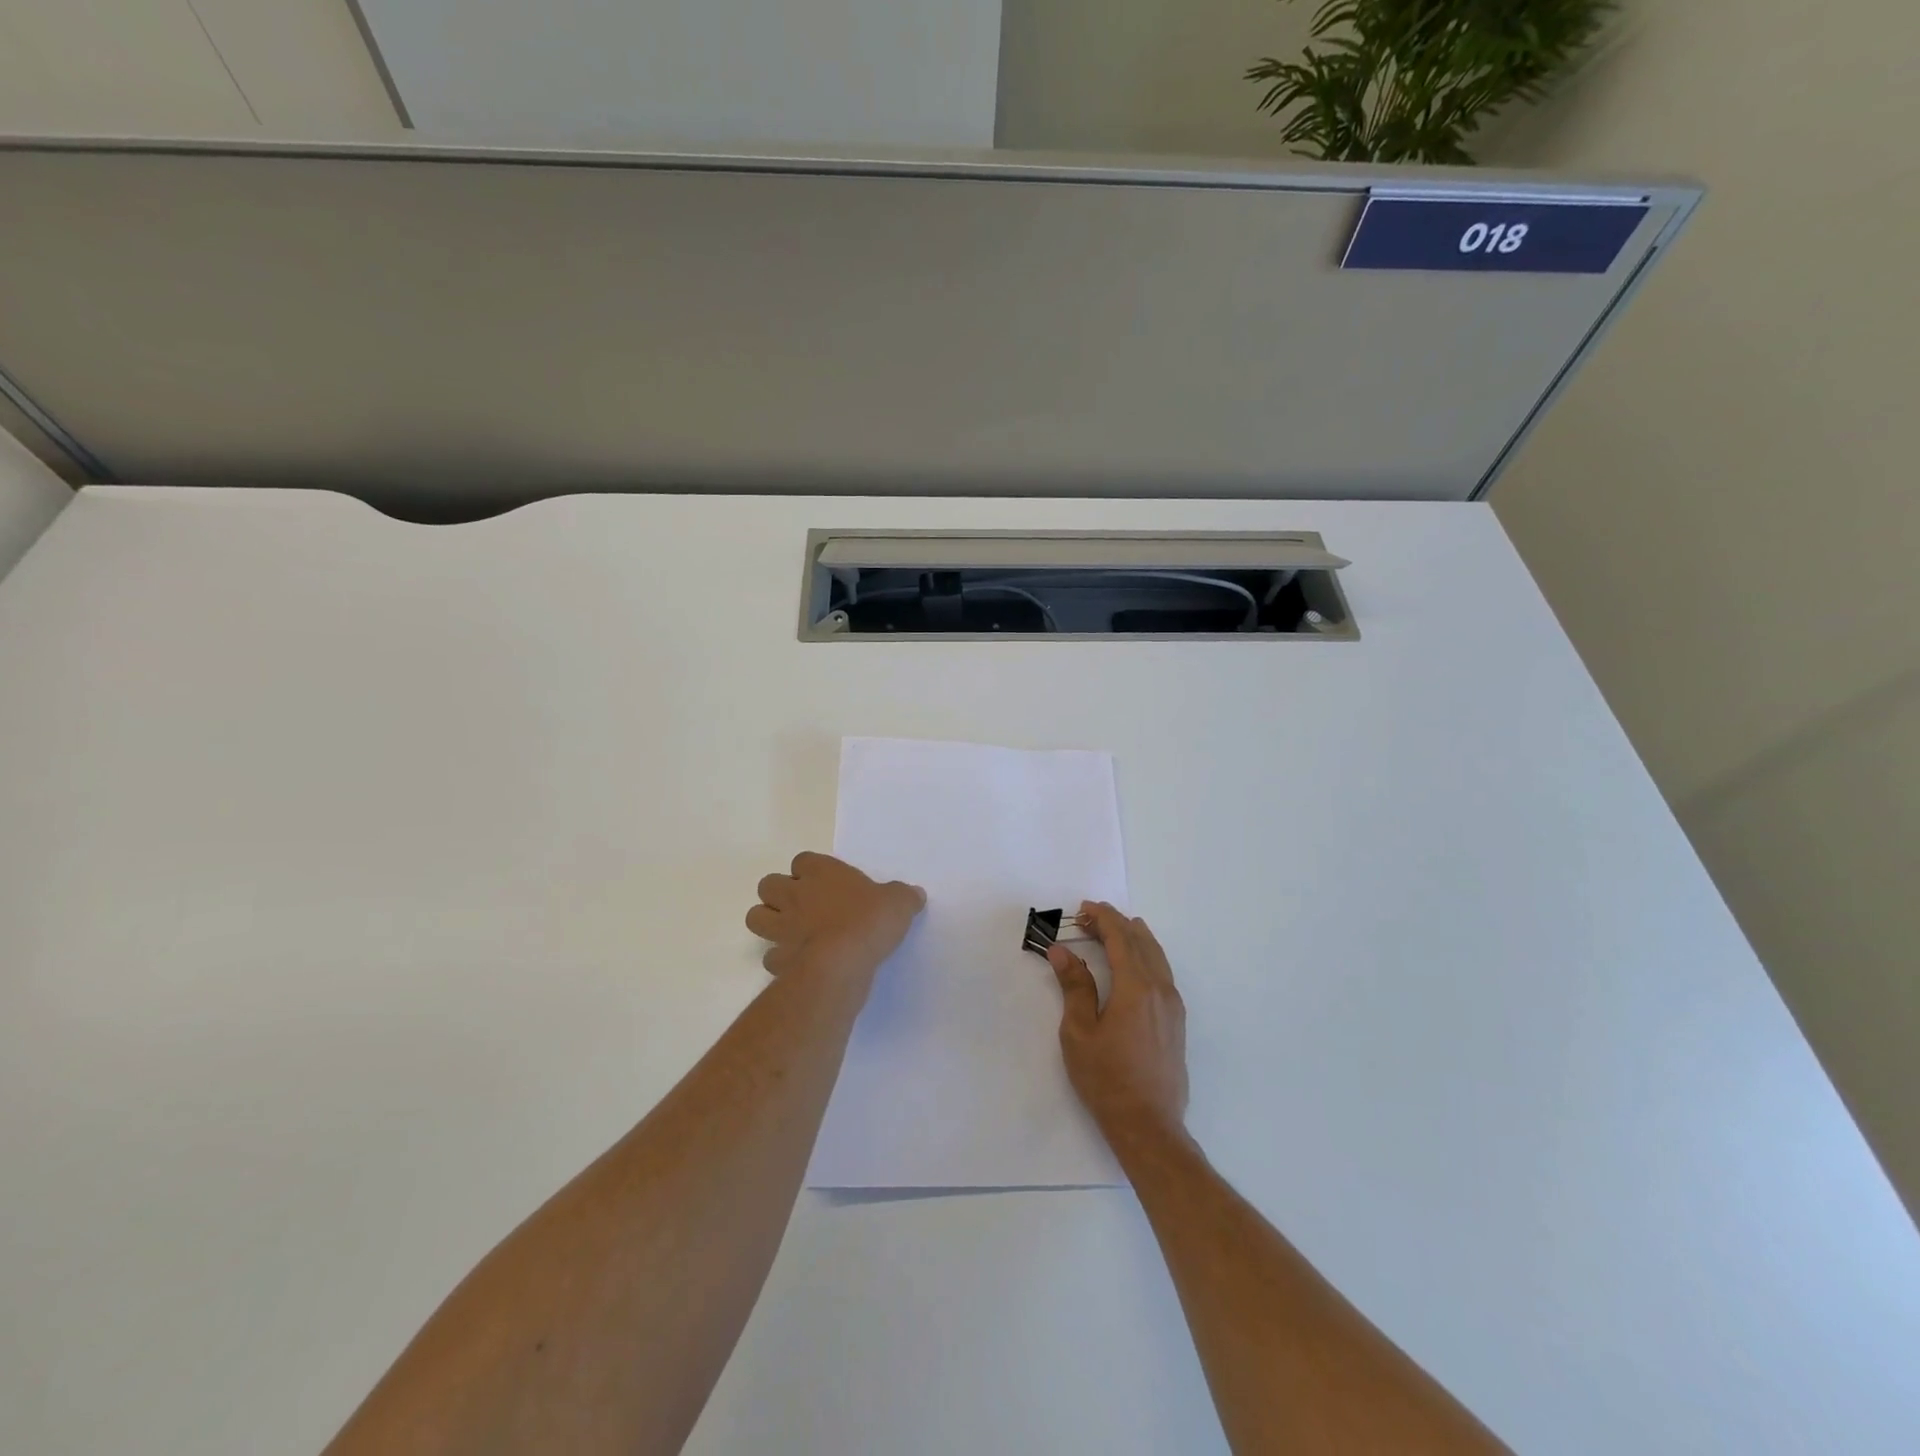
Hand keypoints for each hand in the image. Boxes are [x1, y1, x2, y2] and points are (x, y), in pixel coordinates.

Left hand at [746, 852, 925, 987]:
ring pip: (756, 916)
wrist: (842, 962)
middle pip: (768, 884)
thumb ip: (904, 896)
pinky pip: (771, 956)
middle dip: (779, 894)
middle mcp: (795, 895)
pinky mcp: (777, 959)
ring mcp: (781, 927)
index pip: (802, 860)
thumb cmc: (869, 921)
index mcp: (821, 872)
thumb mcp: (899, 903)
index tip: (825, 883)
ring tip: (791, 931)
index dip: (810, 871)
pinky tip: (798, 963)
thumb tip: (915, 895)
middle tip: (803, 906)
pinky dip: (780, 959)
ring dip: (769, 921)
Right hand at [1049, 903, 1188, 1141]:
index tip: (1083, 908)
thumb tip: (1062, 950)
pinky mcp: (1177, 1022)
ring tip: (1113, 931)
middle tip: (1089, 918)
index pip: (1120, 938)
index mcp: (1136, 987)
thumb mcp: (1079, 1032)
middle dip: (1116, 924)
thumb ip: (1074, 986)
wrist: (1149, 1125)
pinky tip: (1134, 964)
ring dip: (1133, 938)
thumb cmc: (1107, 1079)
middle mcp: (1161, 989)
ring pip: (1157, 956)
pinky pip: (1163, 972)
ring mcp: (1173, 1006)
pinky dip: (1146, 956)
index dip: (1102, 918)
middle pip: (1141, 942)